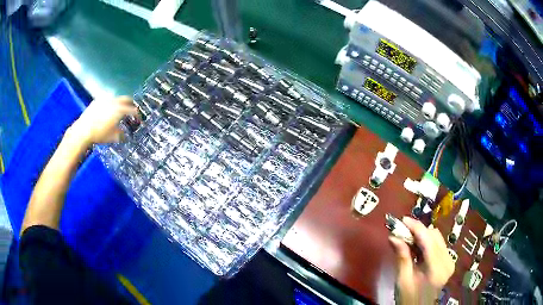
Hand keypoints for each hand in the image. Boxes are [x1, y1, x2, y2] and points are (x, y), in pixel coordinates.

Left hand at [68, 96, 137, 145]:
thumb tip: (126, 135)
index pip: (133, 110)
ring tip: (119, 111)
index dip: (138, 115)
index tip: (139, 119)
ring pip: (116, 98)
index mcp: (120, 110)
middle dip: (131, 104)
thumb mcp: (113, 137)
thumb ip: (122, 135)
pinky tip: (107, 111)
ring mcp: (105, 99)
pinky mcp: (97, 101)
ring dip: (120, 103)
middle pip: (127, 99)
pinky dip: (110, 105)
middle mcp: (114, 101)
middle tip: (132, 110)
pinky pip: (107, 100)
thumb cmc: (100, 135)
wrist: (83, 131)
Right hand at [389, 217, 454, 303]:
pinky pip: (438, 244)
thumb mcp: (403, 280)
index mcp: (437, 268)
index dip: (415, 227)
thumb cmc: (409, 298)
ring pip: (437, 237)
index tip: (402, 220)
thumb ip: (402, 257)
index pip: (428, 239)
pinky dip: (427, 242)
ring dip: (422, 236)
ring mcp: (449, 260)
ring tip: (408, 240)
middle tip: (402, 233)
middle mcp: (447, 261)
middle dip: (418, 231)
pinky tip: (417, 248)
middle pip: (434, 235)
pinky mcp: (448, 261)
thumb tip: (393, 237)